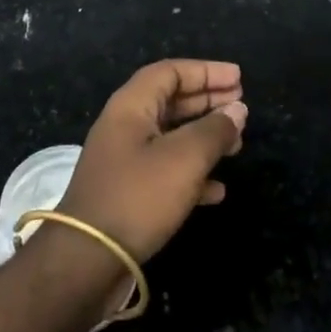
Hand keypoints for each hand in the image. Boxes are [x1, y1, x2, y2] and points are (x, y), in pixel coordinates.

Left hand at [58, 59, 246, 262]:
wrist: (88, 260)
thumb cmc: (137, 197)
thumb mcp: (184, 159)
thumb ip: (214, 131)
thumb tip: (238, 109)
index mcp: (131, 106)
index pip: (170, 72)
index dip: (205, 71)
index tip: (238, 78)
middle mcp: (125, 127)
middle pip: (171, 101)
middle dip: (208, 101)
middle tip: (242, 105)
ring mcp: (125, 161)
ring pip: (171, 137)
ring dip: (205, 137)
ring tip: (238, 145)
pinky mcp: (129, 193)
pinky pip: (167, 171)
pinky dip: (193, 173)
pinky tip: (218, 189)